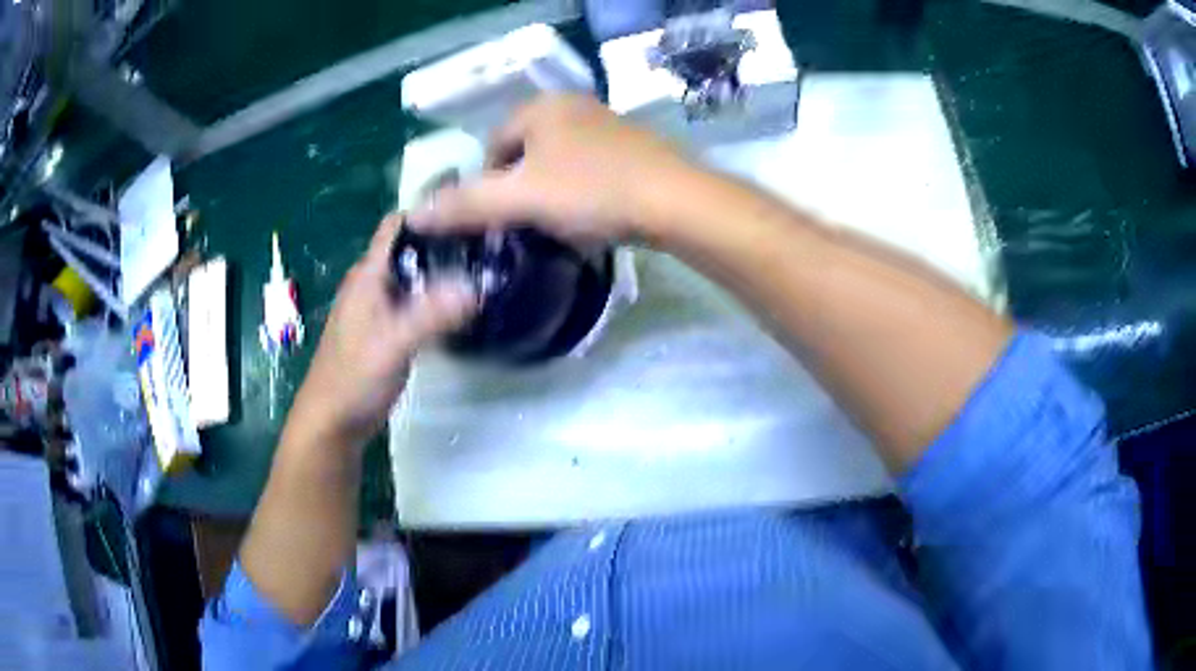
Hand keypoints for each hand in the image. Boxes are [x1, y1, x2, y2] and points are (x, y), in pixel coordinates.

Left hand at [289, 214, 475, 446]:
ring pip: (415, 277)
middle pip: (411, 249)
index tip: (473, 211)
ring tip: (486, 269)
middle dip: (446, 241)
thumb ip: (431, 315)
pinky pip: (416, 303)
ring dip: (444, 272)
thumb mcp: (392, 344)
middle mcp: (373, 283)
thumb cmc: (353, 378)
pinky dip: (438, 299)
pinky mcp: (388, 330)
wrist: (332, 422)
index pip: (398, 225)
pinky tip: (464, 306)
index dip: (430, 212)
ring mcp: (380, 308)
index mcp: (367, 275)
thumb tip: (477, 286)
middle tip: (491, 243)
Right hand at [407, 94, 695, 242]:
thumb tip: (415, 215)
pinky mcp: (634, 147)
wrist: (675, 201)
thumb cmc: (592, 191)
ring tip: (558, 226)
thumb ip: (466, 205)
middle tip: (525, 225)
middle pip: (526, 151)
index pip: (494, 143)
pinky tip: (592, 216)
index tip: (496, 220)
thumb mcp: (520, 199)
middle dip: (519, 188)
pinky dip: (582, 191)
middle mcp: (575, 106)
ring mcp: (608, 124)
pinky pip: (591, 168)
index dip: (486, 183)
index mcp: (542, 107)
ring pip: (559, 161)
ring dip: (551, 191)